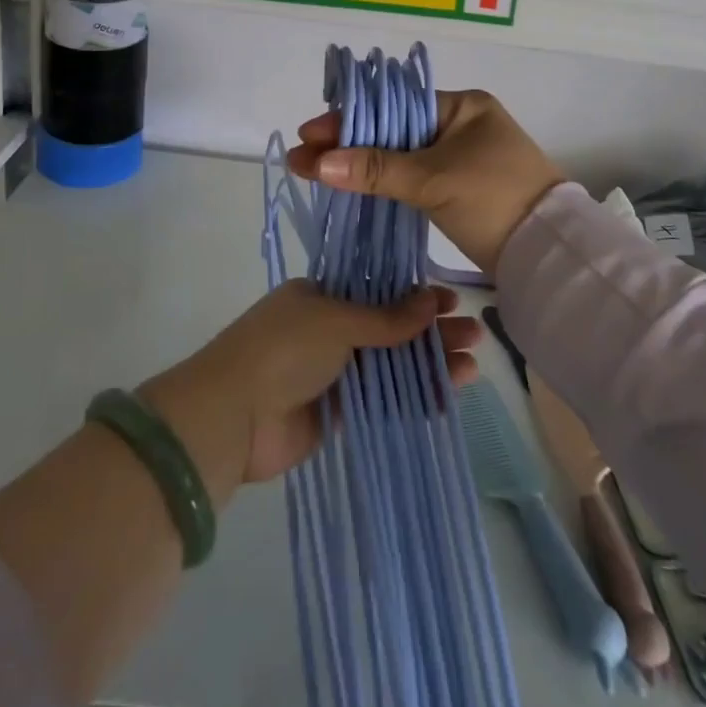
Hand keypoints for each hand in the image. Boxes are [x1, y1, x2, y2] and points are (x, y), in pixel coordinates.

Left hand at [142, 281, 482, 492]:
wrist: (232, 417)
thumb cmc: (283, 349)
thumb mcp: (336, 320)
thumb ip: (386, 318)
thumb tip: (431, 300)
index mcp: (321, 295)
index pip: (379, 289)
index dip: (416, 296)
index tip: (451, 301)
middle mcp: (328, 329)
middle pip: (390, 327)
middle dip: (430, 330)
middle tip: (472, 334)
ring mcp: (333, 371)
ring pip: (391, 363)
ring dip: (429, 363)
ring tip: (471, 366)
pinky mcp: (337, 412)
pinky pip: (383, 399)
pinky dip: (413, 397)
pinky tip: (447, 396)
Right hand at [287, 89, 564, 278]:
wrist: (547, 253)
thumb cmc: (495, 200)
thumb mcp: (434, 180)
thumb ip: (376, 169)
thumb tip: (317, 162)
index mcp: (462, 106)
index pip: (394, 106)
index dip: (351, 119)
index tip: (310, 133)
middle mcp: (462, 124)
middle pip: (394, 128)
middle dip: (349, 142)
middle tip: (305, 156)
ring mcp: (461, 157)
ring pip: (401, 154)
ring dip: (363, 163)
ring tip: (318, 170)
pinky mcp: (459, 187)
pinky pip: (413, 176)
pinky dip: (384, 181)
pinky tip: (354, 186)